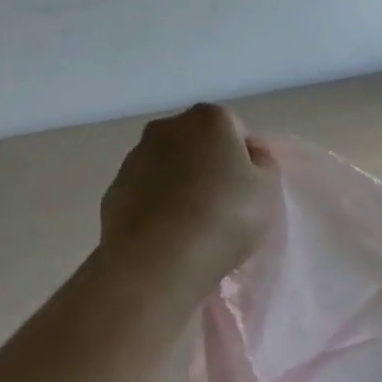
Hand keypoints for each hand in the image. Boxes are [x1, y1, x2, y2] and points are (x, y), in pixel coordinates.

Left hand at [99, 104, 276, 294]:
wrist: (157, 262)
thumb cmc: (225, 218)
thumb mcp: (268, 190)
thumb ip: (264, 163)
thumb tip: (249, 154)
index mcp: (209, 119)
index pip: (236, 130)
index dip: (246, 160)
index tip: (249, 190)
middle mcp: (167, 128)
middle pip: (199, 144)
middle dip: (210, 166)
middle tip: (224, 205)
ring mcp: (134, 158)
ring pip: (170, 167)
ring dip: (182, 185)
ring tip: (194, 226)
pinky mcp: (113, 191)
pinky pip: (147, 193)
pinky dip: (158, 206)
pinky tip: (168, 235)